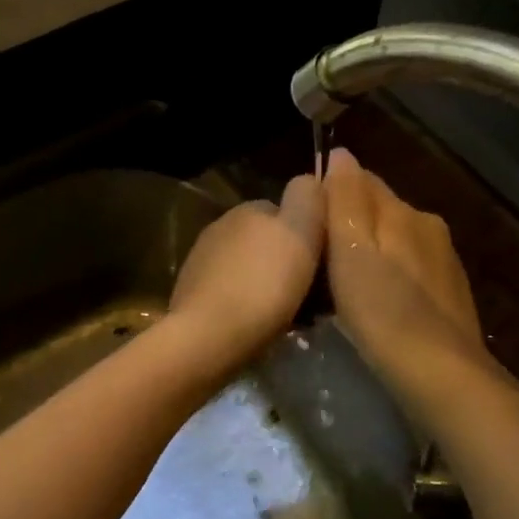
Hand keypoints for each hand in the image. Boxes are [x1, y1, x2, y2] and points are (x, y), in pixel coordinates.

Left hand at [165, 174, 323, 377]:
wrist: (209, 337)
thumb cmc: (263, 285)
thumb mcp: (299, 232)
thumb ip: (308, 198)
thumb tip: (310, 180)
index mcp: (247, 209)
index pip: (288, 211)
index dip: (311, 235)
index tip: (326, 265)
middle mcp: (220, 228)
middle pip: (269, 243)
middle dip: (290, 263)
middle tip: (313, 297)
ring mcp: (202, 263)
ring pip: (252, 270)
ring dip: (270, 286)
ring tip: (291, 316)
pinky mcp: (193, 296)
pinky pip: (234, 295)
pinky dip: (250, 306)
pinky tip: (261, 327)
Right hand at [323, 148, 494, 415]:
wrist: (440, 373)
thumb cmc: (383, 312)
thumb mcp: (351, 251)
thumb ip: (345, 200)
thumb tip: (341, 154)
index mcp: (404, 212)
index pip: (361, 180)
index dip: (330, 195)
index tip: (304, 223)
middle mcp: (428, 227)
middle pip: (380, 212)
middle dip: (350, 226)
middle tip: (318, 259)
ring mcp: (443, 262)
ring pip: (395, 243)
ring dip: (370, 254)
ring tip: (342, 286)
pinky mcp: (448, 295)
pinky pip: (408, 271)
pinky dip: (388, 278)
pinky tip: (376, 305)